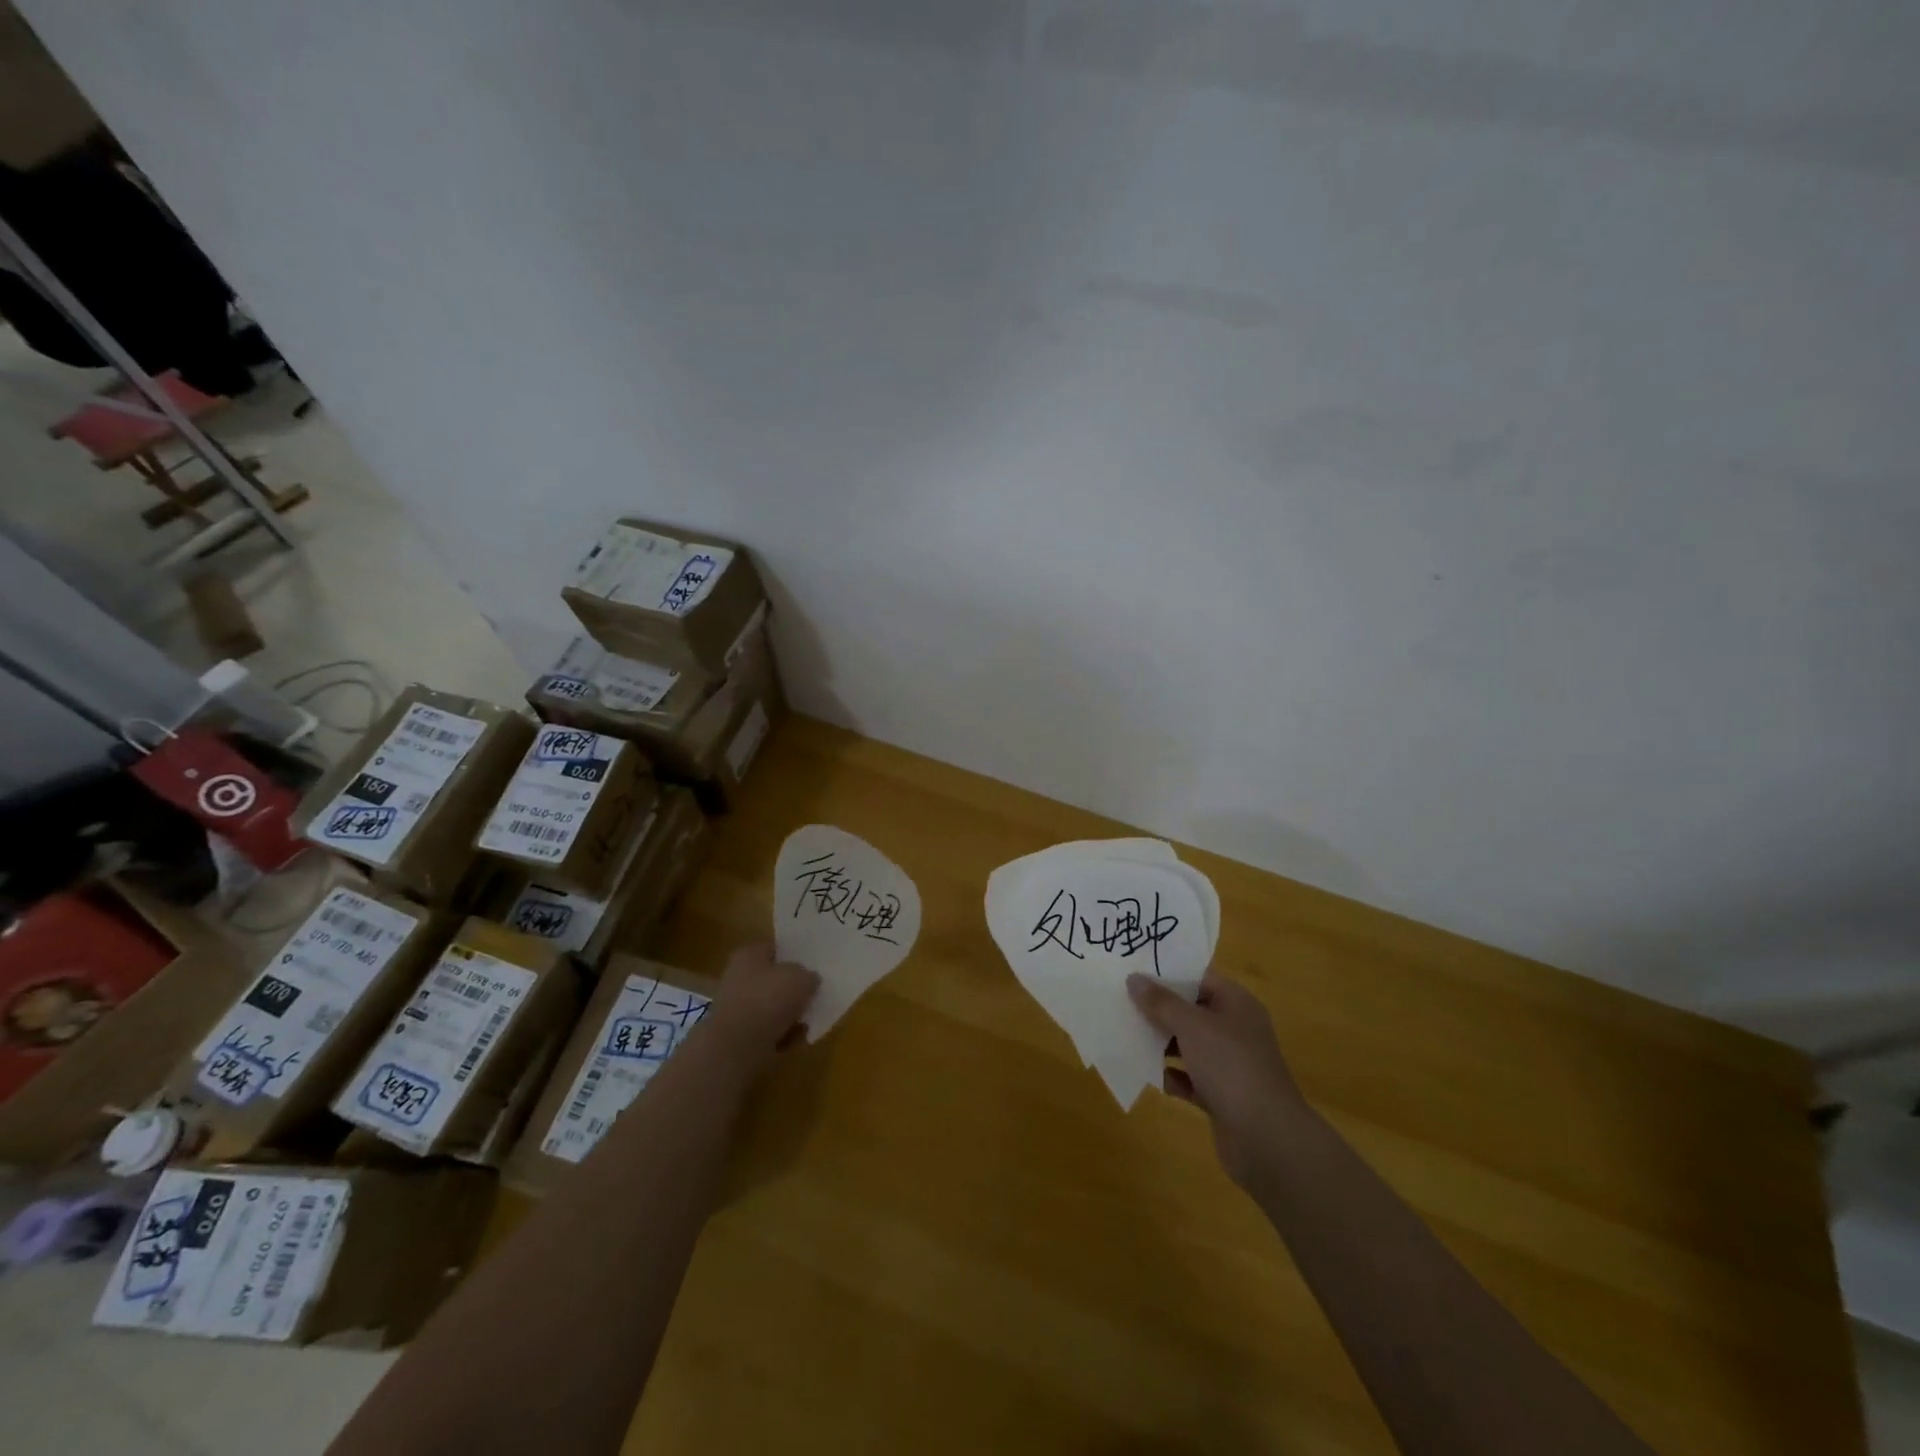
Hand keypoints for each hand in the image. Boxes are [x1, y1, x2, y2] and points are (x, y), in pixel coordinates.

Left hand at [707, 941, 818, 1062]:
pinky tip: (796, 1038)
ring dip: (791, 1014)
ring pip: (773, 1006)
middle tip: (815, 993)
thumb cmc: (768, 1001)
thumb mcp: (801, 978)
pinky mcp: (740, 1036)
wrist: (737, 1048)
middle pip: (774, 978)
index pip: (775, 947)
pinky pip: (769, 1030)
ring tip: (809, 1019)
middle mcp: (739, 977)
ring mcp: (738, 1008)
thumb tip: (809, 980)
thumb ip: (809, 975)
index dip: (794, 954)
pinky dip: (783, 1034)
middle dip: (793, 988)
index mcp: (749, 954)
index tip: (813, 964)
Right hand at [1127, 970, 1308, 1184]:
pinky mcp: (1223, 1096)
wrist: (1266, 1139)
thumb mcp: (1191, 1026)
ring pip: (1189, 1046)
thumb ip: (1161, 1002)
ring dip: (1162, 1044)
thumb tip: (1134, 978)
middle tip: (1123, 1004)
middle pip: (1192, 1012)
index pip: (1200, 979)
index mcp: (1237, 1005)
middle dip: (1160, 1011)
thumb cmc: (1230, 1067)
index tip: (1135, 974)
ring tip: (1129, 1037)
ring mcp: (1230, 1065)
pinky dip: (1173, 1077)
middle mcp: (1236, 1030)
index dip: (1169, 975)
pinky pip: (1191, 1079)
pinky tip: (1152, 1077)